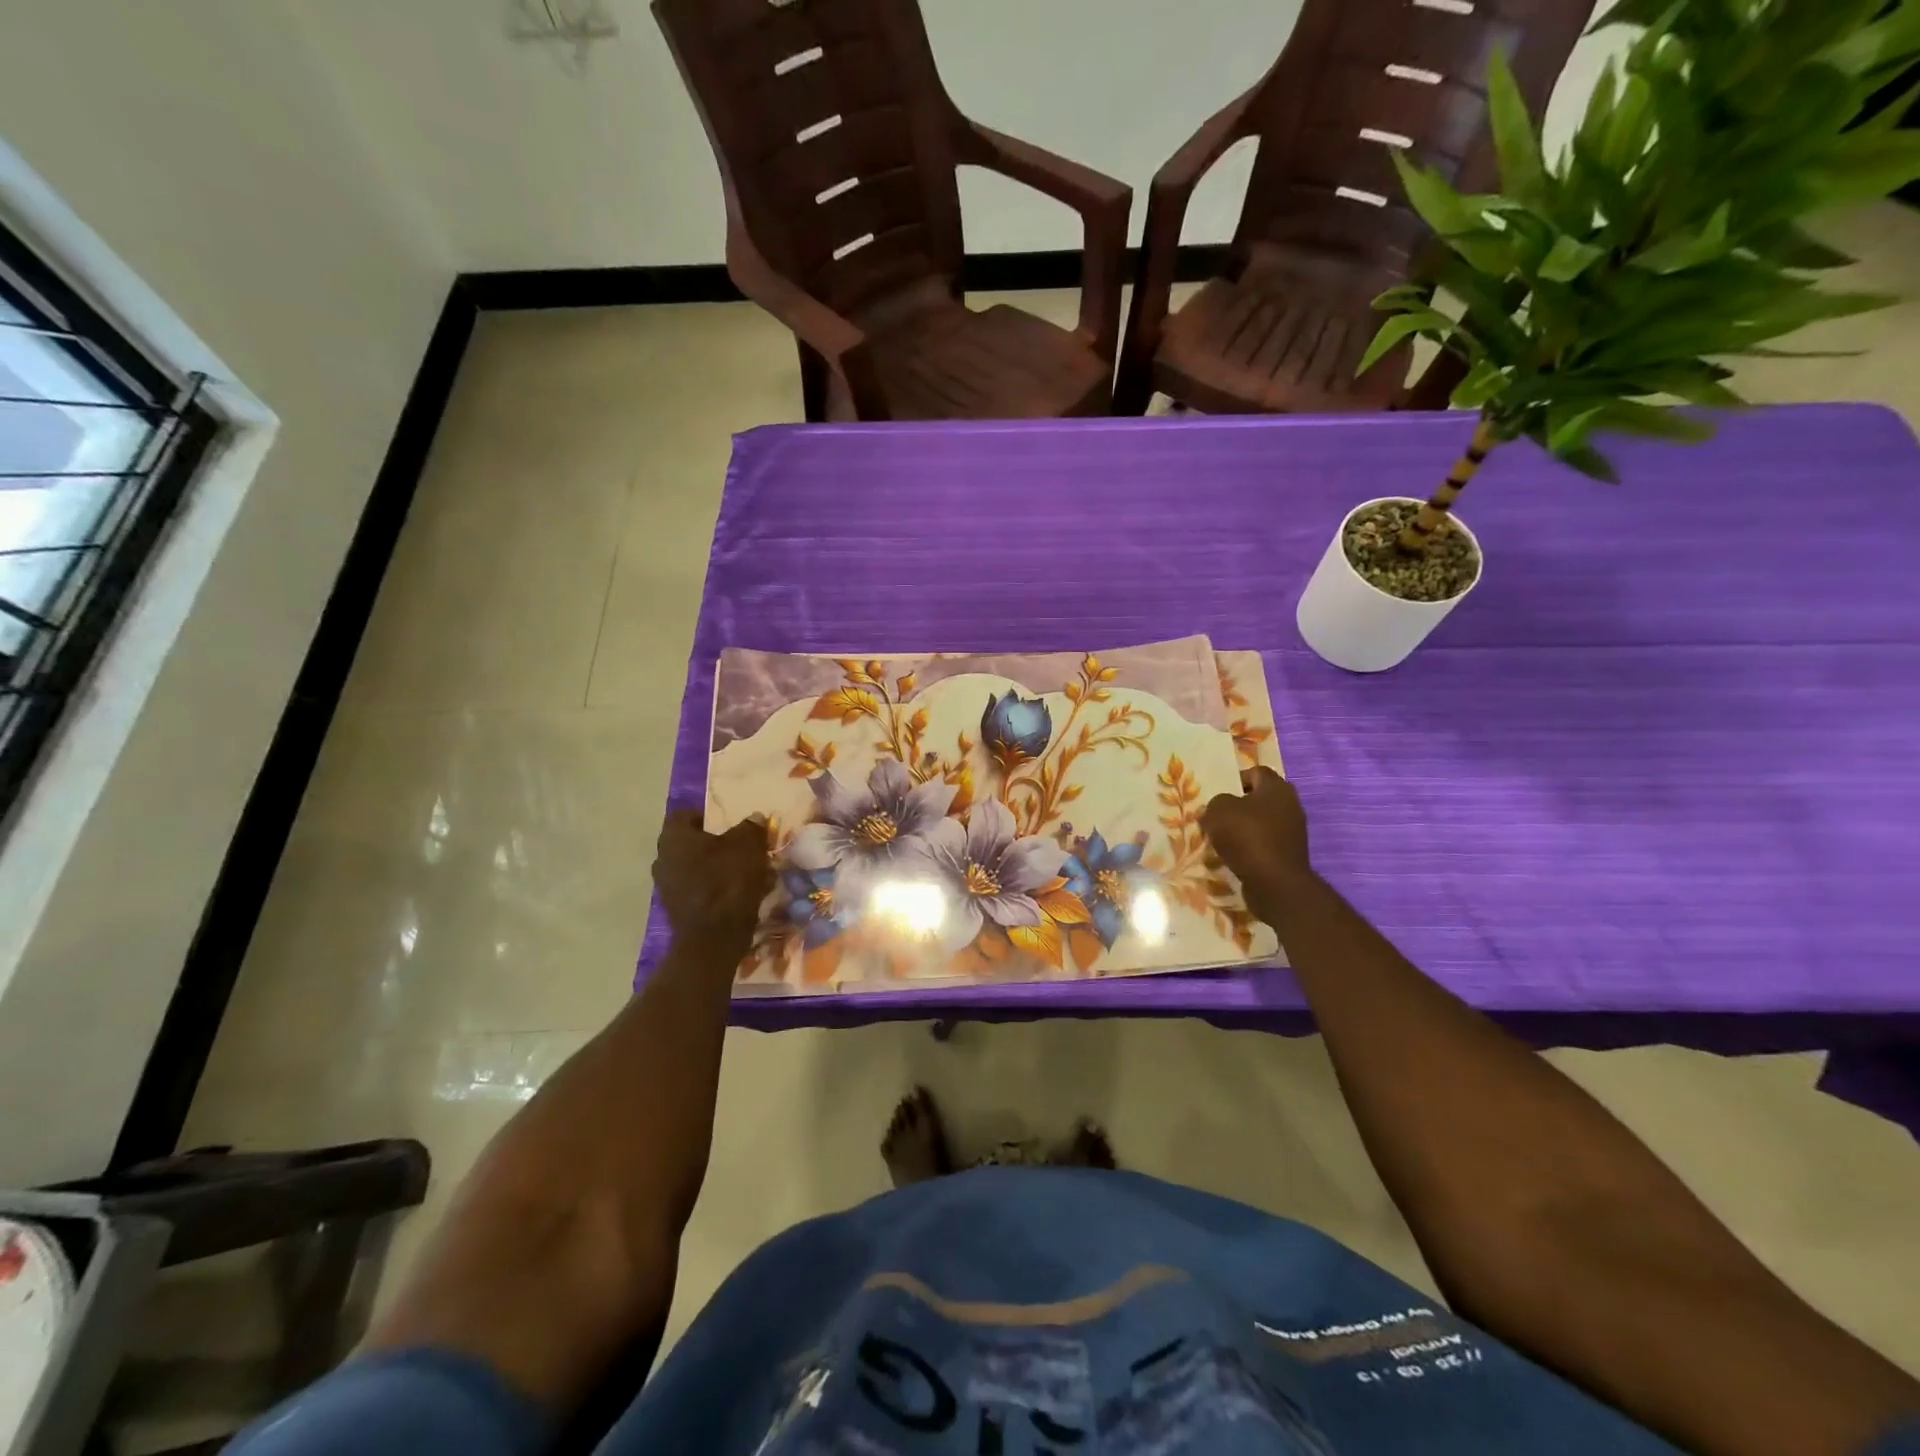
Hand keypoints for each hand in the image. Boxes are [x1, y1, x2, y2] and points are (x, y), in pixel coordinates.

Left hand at [652, 812, 772, 955]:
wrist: (714, 938)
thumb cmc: (728, 881)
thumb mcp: (748, 846)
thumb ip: (750, 828)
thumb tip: (754, 818)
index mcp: (674, 838)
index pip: (685, 815)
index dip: (708, 816)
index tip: (730, 822)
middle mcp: (663, 860)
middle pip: (693, 844)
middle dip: (718, 844)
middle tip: (744, 847)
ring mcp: (668, 887)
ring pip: (698, 868)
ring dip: (721, 867)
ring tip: (751, 872)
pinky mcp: (678, 910)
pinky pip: (701, 890)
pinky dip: (720, 888)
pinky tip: (745, 893)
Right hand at [1201, 767, 1314, 927]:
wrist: (1275, 883)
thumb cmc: (1247, 837)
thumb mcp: (1218, 811)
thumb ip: (1214, 804)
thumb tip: (1215, 810)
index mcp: (1277, 788)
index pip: (1256, 772)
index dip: (1235, 779)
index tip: (1217, 794)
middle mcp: (1291, 805)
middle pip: (1258, 799)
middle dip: (1237, 806)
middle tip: (1216, 816)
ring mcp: (1293, 832)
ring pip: (1261, 823)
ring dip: (1242, 829)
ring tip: (1220, 839)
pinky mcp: (1290, 854)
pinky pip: (1264, 844)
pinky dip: (1249, 848)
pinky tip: (1233, 856)